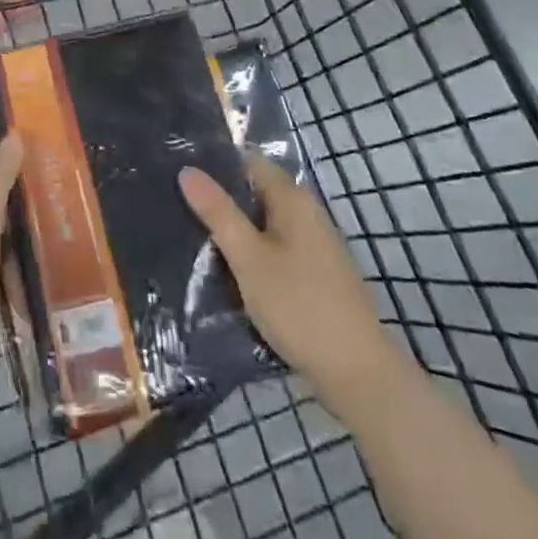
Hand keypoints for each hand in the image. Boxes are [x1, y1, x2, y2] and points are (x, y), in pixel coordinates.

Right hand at [179, 153, 390, 384]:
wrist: (359, 375)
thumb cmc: (300, 307)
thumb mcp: (249, 258)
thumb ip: (219, 213)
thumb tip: (187, 170)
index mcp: (293, 199)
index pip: (247, 163)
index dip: (215, 166)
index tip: (180, 175)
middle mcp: (306, 213)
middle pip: (255, 193)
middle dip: (221, 201)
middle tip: (178, 208)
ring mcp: (314, 245)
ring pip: (264, 225)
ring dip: (235, 231)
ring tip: (193, 237)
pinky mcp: (315, 275)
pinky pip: (275, 250)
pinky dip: (252, 254)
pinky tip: (228, 271)